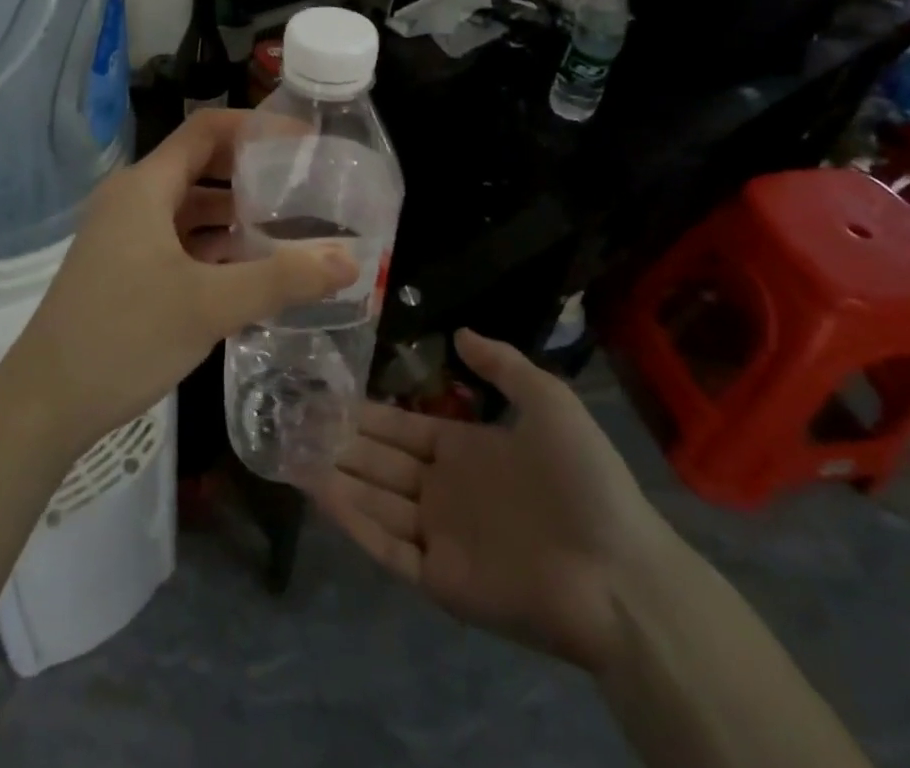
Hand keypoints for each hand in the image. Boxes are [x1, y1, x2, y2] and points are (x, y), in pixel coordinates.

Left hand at [0, 109, 355, 455]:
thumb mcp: (210, 305)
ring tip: (288, 228)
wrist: (44, 403)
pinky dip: (212, 245)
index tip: (304, 142)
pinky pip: (176, 239)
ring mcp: (123, 234)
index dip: (256, 127)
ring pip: (188, 207)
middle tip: (305, 186)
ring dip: (234, 214)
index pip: (206, 131)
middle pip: (199, 166)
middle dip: (251, 173)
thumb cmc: (124, 337)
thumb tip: (350, 258)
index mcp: (144, 186)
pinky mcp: (122, 267)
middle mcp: (131, 199)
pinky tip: (248, 270)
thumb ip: (282, 279)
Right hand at [310, 330, 675, 675]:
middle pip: (379, 461)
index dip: (364, 412)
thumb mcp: (548, 402)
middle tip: (291, 418)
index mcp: (465, 450)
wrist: (620, 574)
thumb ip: (503, 365)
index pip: (401, 427)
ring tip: (289, 451)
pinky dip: (352, 521)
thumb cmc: (584, 481)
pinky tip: (320, 492)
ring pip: (374, 500)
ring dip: (334, 477)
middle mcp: (443, 490)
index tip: (324, 393)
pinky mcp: (439, 578)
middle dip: (338, 440)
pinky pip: (387, 546)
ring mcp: (439, 535)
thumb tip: (459, 331)